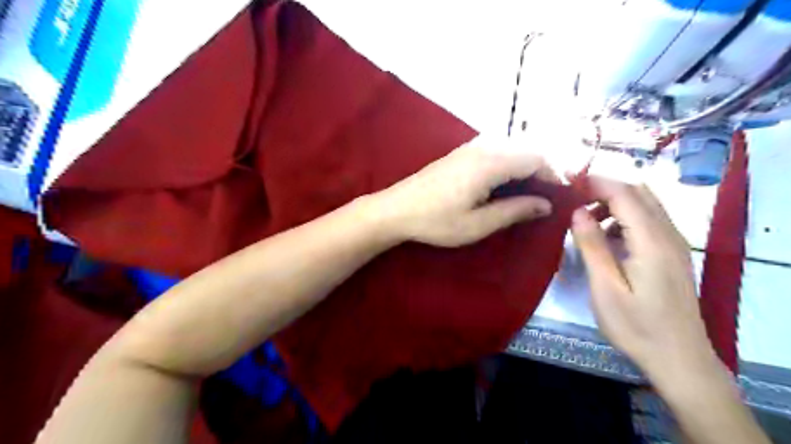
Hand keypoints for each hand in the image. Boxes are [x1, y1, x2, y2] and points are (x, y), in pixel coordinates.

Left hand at [374, 135, 550, 248]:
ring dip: (524, 168)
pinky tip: (503, 186)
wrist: (396, 209)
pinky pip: (495, 152)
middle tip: (544, 199)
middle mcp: (483, 147)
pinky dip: (508, 166)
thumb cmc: (436, 221)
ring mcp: (469, 148)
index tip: (558, 198)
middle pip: (526, 150)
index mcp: (490, 163)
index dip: (554, 175)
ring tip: (526, 195)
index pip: (536, 157)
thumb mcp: (478, 224)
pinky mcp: (460, 153)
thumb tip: (546, 205)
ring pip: (511, 149)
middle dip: (542, 171)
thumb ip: (514, 211)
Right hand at [570, 178, 721, 383]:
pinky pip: (649, 221)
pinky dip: (625, 216)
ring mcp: (674, 244)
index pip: (625, 194)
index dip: (596, 182)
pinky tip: (606, 235)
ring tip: (585, 217)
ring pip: (646, 205)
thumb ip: (592, 245)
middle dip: (605, 188)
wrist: (678, 357)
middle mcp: (669, 234)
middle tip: (573, 198)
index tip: (567, 180)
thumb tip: (577, 210)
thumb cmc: (636, 324)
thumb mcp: (605, 286)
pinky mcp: (672, 254)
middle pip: (639, 193)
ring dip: (615, 201)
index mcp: (652, 240)